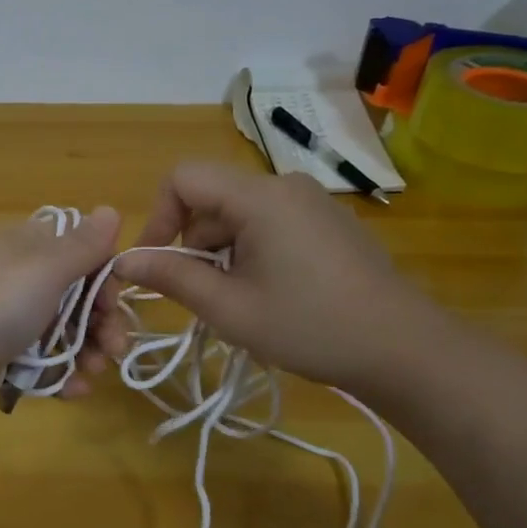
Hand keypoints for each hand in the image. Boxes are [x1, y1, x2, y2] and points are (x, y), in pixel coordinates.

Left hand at [0, 208, 121, 429]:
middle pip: (74, 294)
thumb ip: (82, 245)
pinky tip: (73, 391)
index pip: (78, 251)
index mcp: (24, 247)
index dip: (104, 276)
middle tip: (115, 349)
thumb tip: (109, 209)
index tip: (114, 303)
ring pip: (59, 330)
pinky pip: (38, 361)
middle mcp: (14, 277)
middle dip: (101, 321)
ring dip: (85, 350)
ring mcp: (3, 318)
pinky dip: (59, 374)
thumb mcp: (44, 268)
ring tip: (94, 373)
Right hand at [97, 163, 438, 392]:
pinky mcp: (328, 222)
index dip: (158, 215)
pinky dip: (251, 250)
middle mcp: (285, 185)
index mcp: (260, 197)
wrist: (404, 349)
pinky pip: (270, 222)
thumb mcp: (229, 308)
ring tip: (238, 300)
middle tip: (203, 294)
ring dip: (222, 251)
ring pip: (239, 213)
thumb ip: (172, 277)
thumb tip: (122, 260)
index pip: (183, 178)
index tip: (155, 261)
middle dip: (192, 242)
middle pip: (211, 198)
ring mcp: (312, 202)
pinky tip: (271, 293)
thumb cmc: (309, 327)